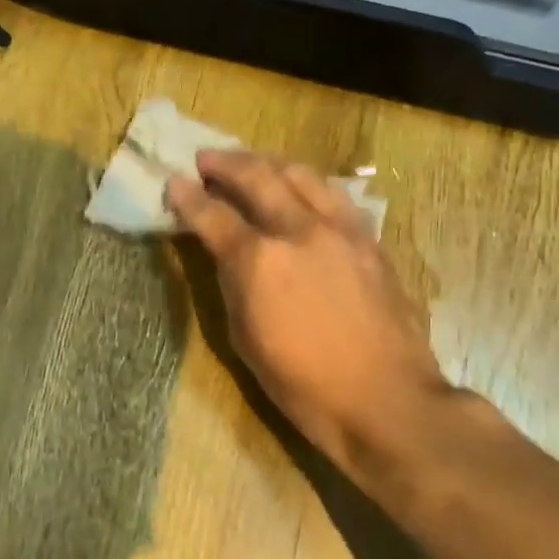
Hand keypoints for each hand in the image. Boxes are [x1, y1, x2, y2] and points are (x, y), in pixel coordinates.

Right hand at [167, 150, 454, 487]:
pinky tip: (300, 187)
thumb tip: (224, 252)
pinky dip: (307, 183)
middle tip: (206, 159)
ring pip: (300, 175)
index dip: (187, 197)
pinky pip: (333, 194)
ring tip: (251, 163)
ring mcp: (340, 229)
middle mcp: (298, 231)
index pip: (213, 215)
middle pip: (257, 177)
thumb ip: (232, 283)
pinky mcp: (369, 238)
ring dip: (268, 163)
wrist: (385, 400)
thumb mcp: (245, 339)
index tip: (173, 182)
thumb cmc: (304, 384)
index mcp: (259, 261)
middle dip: (225, 163)